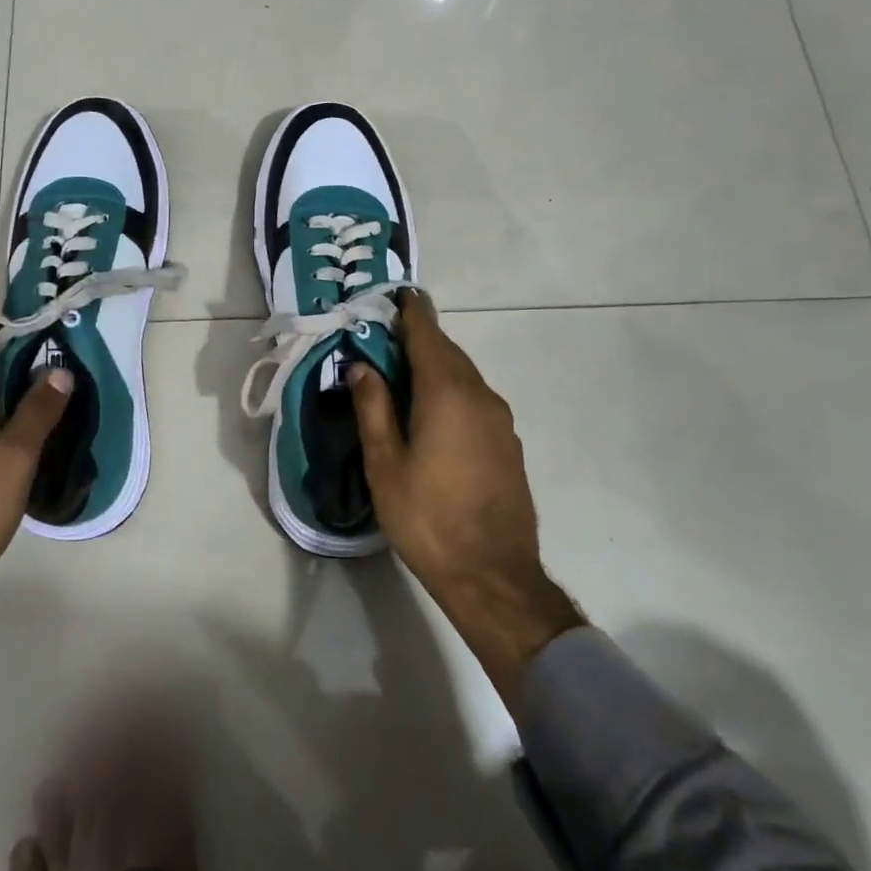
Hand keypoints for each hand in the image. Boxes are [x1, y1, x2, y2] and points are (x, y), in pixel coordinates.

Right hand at [349, 291, 584, 707]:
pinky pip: (475, 398)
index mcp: (447, 392)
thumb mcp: (385, 463)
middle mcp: (480, 395)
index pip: (427, 334)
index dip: (410, 312)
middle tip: (384, 337)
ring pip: (463, 375)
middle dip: (418, 338)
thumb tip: (362, 365)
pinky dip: (451, 389)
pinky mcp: (508, 442)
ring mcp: (500, 419)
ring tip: (402, 373)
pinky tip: (431, 411)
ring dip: (434, 365)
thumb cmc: (427, 518)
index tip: (396, 295)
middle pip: (447, 351)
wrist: (493, 576)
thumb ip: (373, 407)